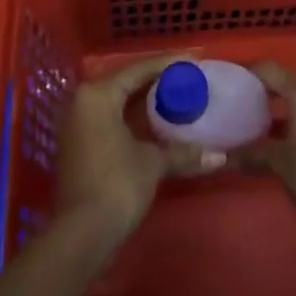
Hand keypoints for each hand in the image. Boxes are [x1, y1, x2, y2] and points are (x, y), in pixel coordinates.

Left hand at [55, 56, 225, 245]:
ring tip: (176, 97)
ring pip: (117, 102)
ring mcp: (77, 123)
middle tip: (187, 79)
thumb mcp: (153, 163)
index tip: (193, 61)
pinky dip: (132, 118)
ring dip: (144, 101)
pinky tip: (155, 123)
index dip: (168, 65)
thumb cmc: (117, 184)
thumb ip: (183, 152)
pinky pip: (110, 118)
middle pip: (126, 83)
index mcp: (98, 94)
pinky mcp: (78, 144)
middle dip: (156, 82)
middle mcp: (82, 101)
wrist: (82, 234)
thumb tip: (219, 156)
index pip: (138, 70)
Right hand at [247, 63, 295, 252]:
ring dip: (289, 109)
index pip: (270, 70)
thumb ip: (252, 154)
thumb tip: (225, 156)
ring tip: (268, 128)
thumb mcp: (280, 165)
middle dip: (269, 95)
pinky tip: (294, 139)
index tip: (234, 86)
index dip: (250, 75)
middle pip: (290, 83)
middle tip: (247, 110)